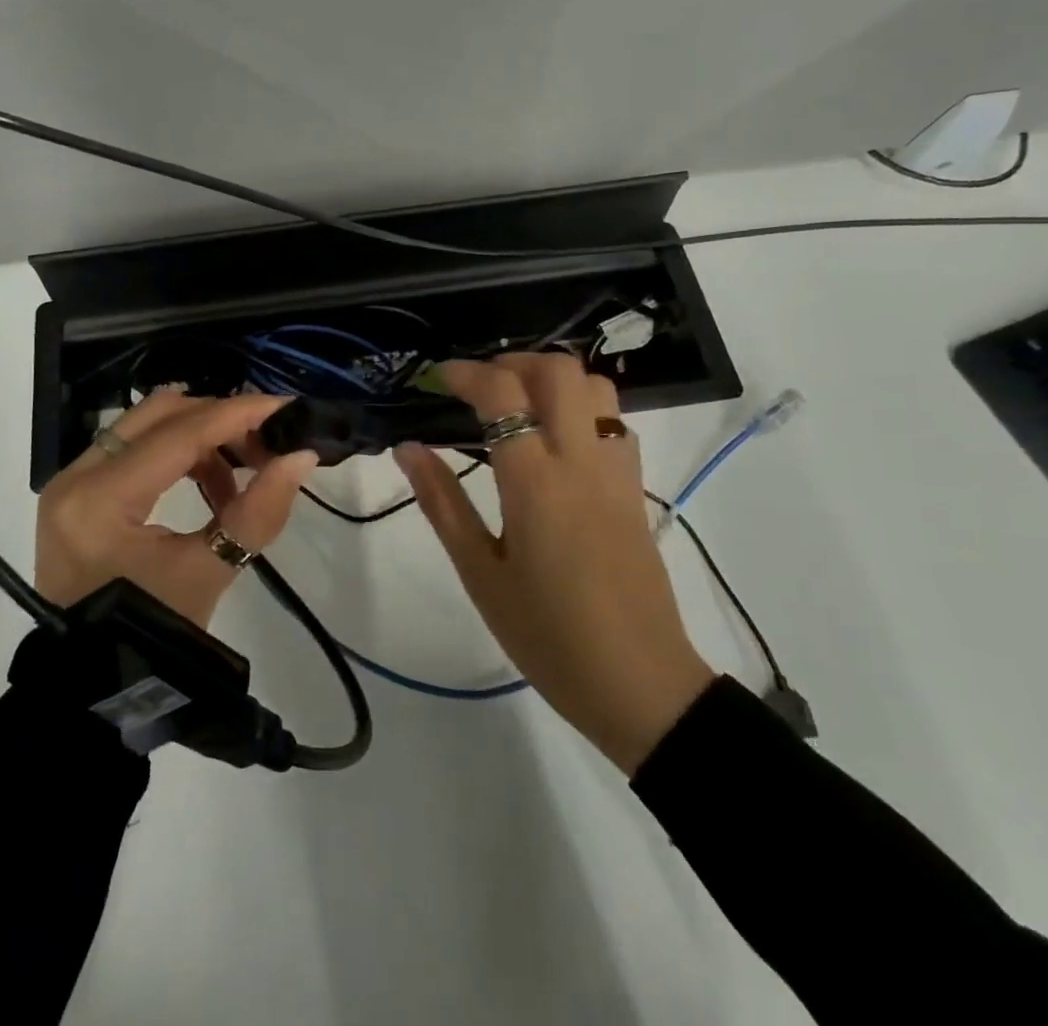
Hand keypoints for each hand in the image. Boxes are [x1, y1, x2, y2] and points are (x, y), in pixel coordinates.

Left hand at [36, 389, 319, 628]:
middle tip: (268, 441)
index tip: (287, 408)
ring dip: (201, 438)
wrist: (92, 688)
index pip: (180, 434)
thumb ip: (258, 510)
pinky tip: (213, 488)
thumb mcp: (208, 573)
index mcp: (101, 498)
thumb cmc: (149, 636)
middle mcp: (77, 475)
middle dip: (220, 420)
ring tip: (245, 475)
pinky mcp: (79, 493)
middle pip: (159, 414)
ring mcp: (72, 481)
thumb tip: (302, 455)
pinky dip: (179, 456)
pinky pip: (135, 450)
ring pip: (146, 426)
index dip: (239, 415)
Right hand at [395, 353, 714, 773]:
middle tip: (479, 387)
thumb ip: (442, 503)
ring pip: (596, 388)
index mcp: (536, 482)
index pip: (503, 393)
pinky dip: (582, 407)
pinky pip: (614, 422)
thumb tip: (408, 448)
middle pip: (559, 371)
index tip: (438, 379)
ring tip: (518, 405)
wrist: (639, 685)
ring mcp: (617, 473)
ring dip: (553, 379)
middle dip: (513, 362)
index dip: (466, 373)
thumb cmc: (547, 635)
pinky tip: (556, 439)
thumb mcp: (480, 573)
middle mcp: (582, 462)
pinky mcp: (636, 490)